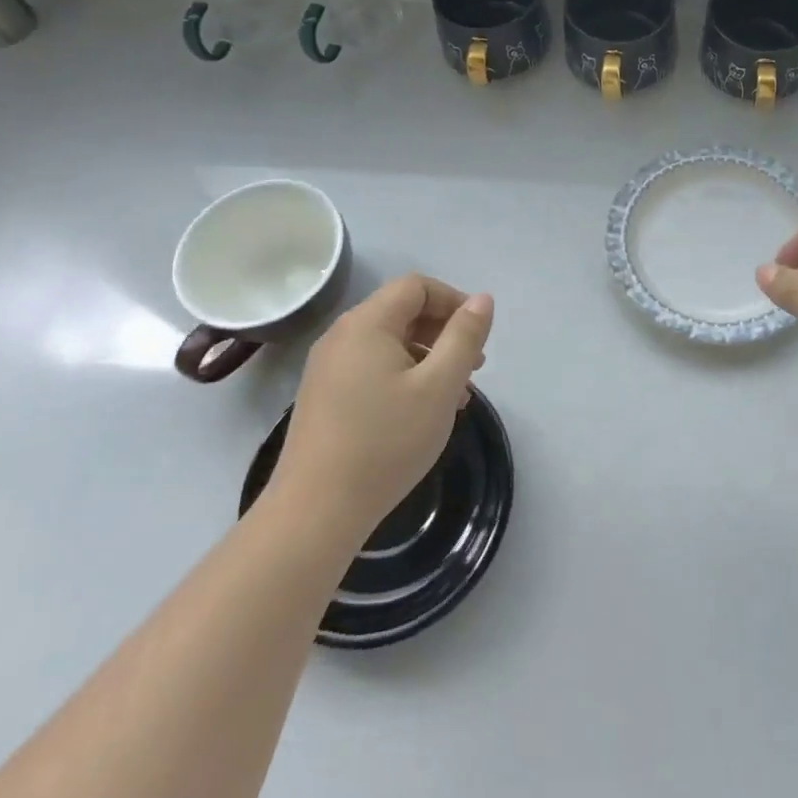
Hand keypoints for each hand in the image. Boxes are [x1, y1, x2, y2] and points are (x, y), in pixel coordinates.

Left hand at [272, 274, 494, 545]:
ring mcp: (327, 368)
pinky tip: (420, 412)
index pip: (416, 286)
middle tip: (474, 367)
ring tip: (455, 395)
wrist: (315, 511)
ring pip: (388, 343)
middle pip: (401, 311)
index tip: (478, 335)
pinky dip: (403, 375)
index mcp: (367, 323)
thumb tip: (481, 299)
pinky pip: (371, 367)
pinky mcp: (323, 396)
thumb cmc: (386, 442)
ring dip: (427, 357)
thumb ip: (464, 337)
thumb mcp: (439, 386)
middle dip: (443, 331)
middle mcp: (341, 336)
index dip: (453, 300)